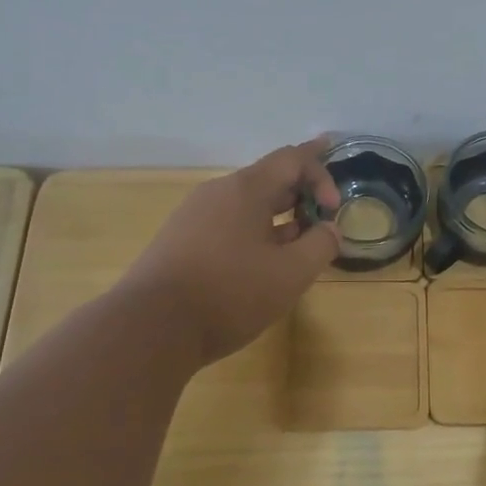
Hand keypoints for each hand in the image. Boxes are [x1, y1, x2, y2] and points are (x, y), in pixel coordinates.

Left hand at [118, 140, 341, 366]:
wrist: (151, 327)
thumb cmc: (229, 293)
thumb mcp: (291, 274)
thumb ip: (321, 245)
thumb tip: (329, 229)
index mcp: (245, 189)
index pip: (292, 158)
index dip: (322, 174)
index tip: (335, 208)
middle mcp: (217, 192)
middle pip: (268, 178)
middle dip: (301, 193)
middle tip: (323, 214)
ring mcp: (193, 216)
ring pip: (246, 204)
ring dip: (278, 216)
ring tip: (297, 240)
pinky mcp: (180, 241)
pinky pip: (227, 224)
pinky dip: (254, 232)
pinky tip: (261, 261)